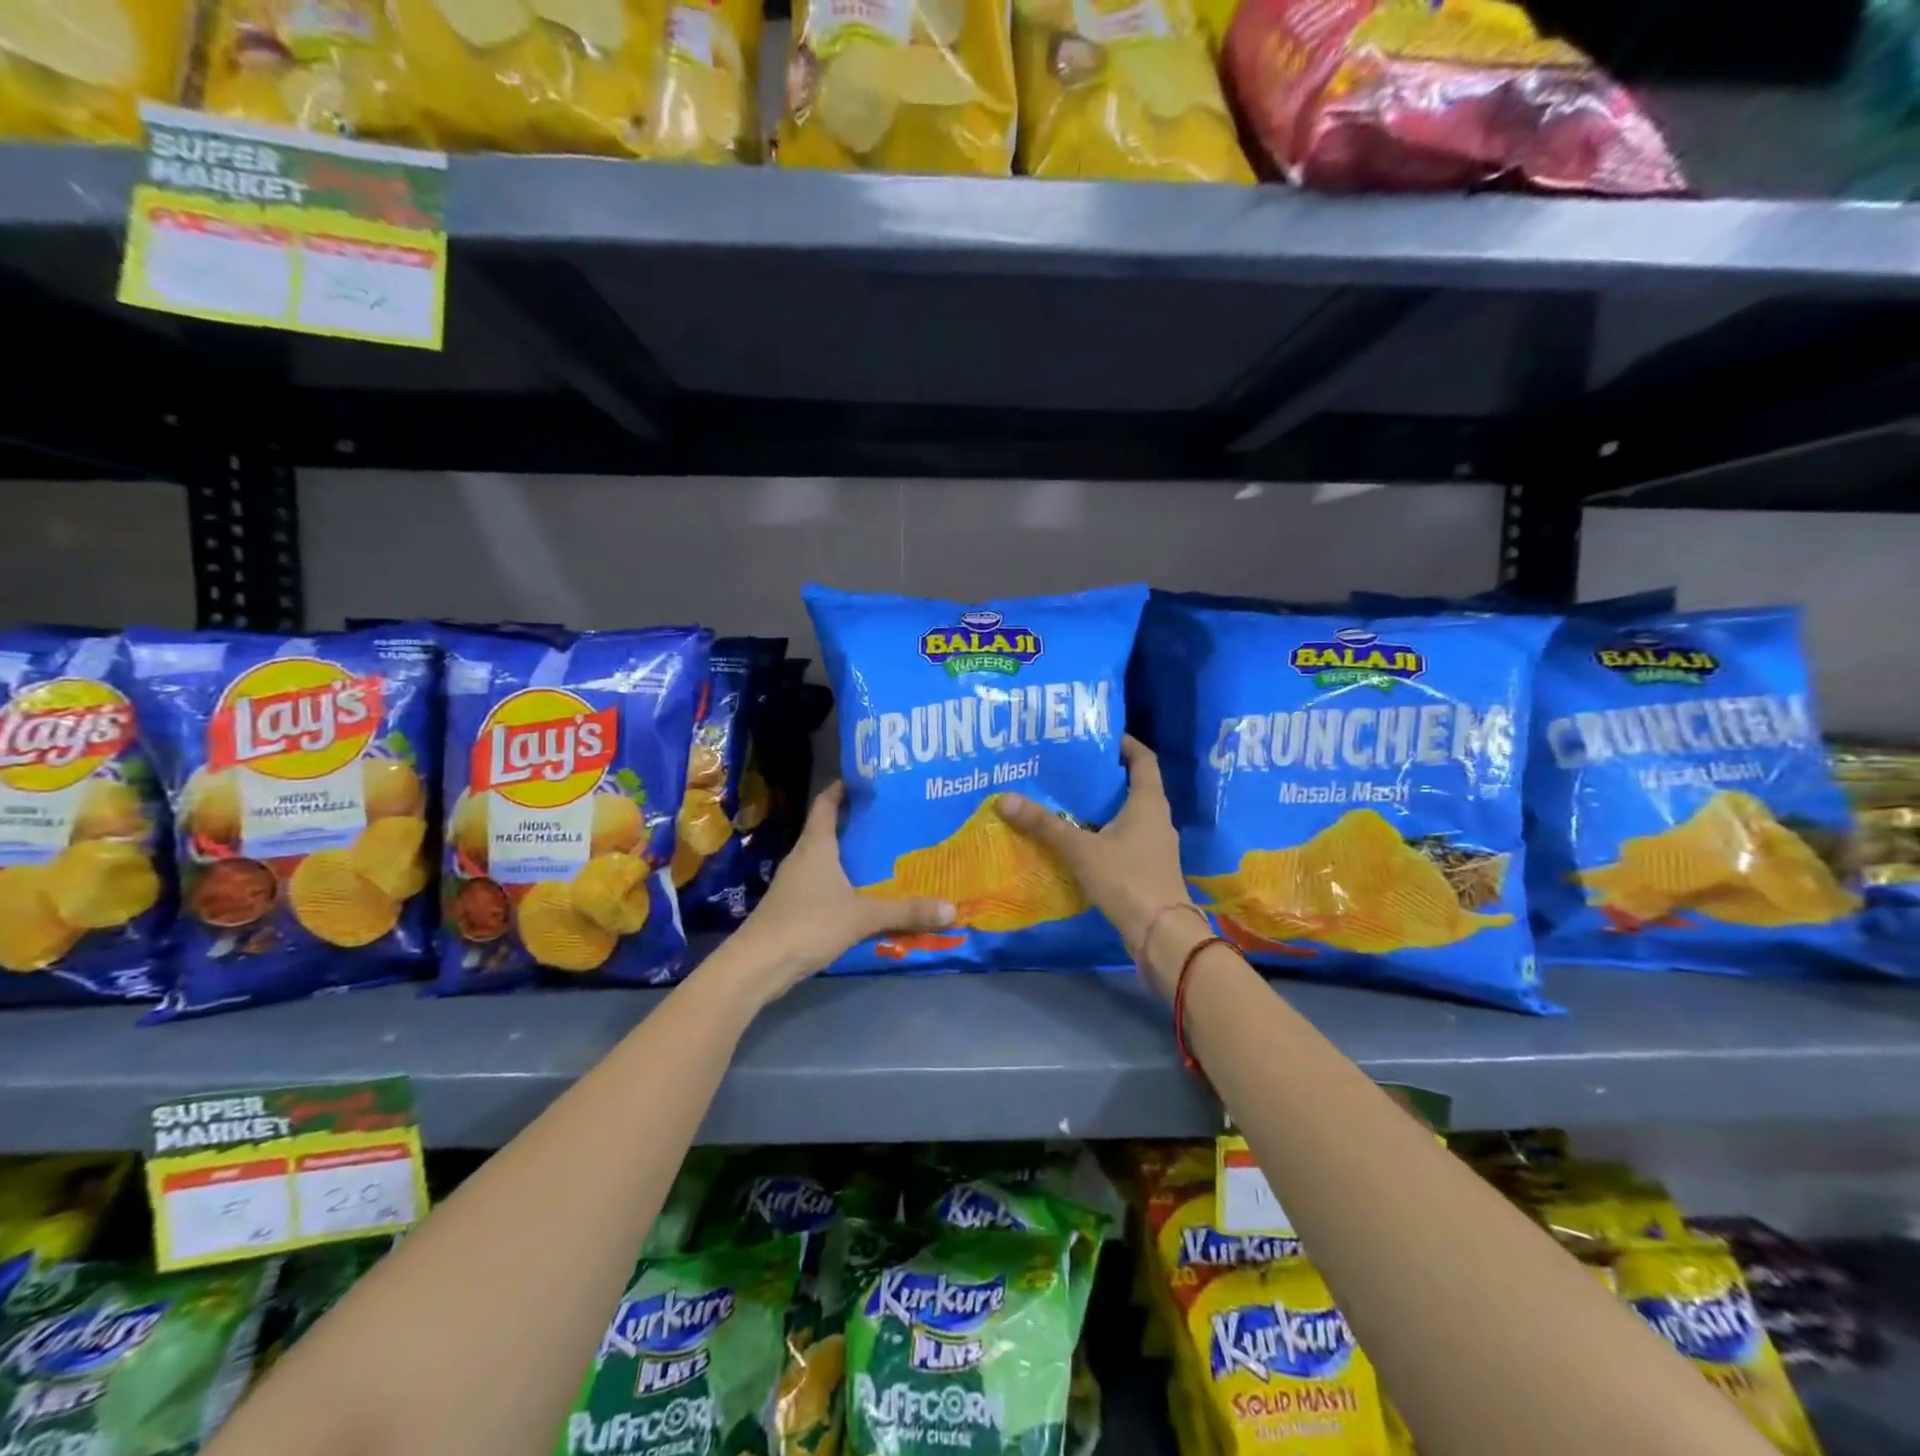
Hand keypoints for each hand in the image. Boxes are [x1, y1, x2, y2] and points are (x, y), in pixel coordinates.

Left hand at [723, 782, 954, 1003]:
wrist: (757, 965)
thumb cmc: (808, 924)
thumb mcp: (862, 916)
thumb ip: (905, 911)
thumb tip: (951, 909)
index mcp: (816, 846)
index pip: (826, 803)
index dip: (842, 788)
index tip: (866, 780)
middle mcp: (802, 858)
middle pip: (827, 830)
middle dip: (856, 824)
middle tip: (891, 820)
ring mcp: (793, 884)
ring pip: (825, 860)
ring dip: (849, 856)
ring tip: (884, 856)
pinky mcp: (792, 908)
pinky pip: (822, 885)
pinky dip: (842, 883)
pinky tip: (863, 896)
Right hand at [995, 736, 1196, 993]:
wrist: (1161, 934)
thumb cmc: (1126, 879)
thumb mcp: (1081, 849)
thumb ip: (1044, 825)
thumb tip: (1005, 799)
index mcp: (1148, 802)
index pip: (1143, 759)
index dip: (1124, 743)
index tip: (1098, 735)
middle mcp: (1157, 818)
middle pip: (1134, 785)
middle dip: (1104, 775)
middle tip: (1071, 767)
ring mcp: (1155, 845)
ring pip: (1128, 815)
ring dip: (1103, 806)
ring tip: (1068, 800)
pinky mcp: (1148, 868)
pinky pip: (1125, 839)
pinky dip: (1105, 833)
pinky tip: (1079, 840)